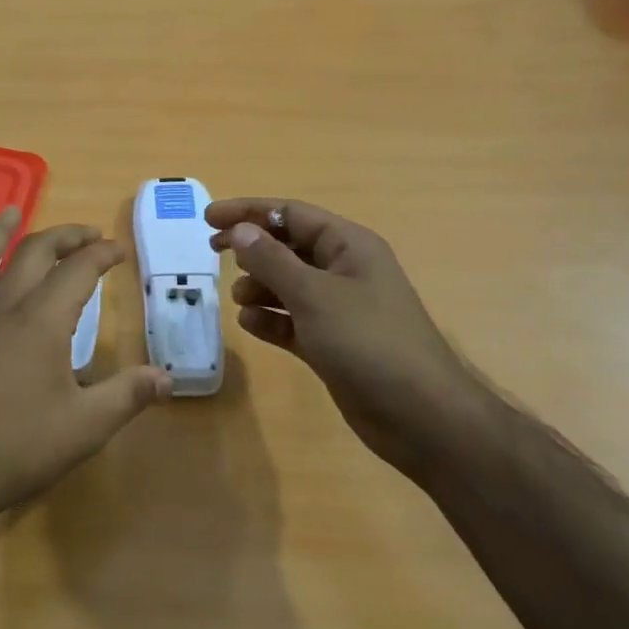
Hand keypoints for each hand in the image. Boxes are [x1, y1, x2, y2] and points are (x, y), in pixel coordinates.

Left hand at [0, 209, 171, 536]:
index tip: (119, 250)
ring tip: (11, 212)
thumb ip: (128, 395)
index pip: (77, 270)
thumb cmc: (21, 445)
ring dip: (0, 232)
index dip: (101, 255)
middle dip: (64, 237)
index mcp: (41, 318)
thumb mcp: (87, 425)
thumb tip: (167, 378)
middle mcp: (3, 306)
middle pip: (33, 253)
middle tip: (88, 236)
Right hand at [205, 197, 500, 479]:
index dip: (249, 212)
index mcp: (349, 246)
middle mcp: (345, 271)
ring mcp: (340, 310)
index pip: (291, 214)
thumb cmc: (368, 342)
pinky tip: (251, 325)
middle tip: (213, 252)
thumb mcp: (314, 295)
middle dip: (252, 249)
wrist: (420, 416)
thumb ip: (272, 260)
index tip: (208, 219)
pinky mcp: (333, 344)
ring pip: (289, 285)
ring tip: (238, 299)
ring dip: (260, 286)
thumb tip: (240, 230)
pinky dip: (271, 319)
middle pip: (289, 247)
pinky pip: (293, 321)